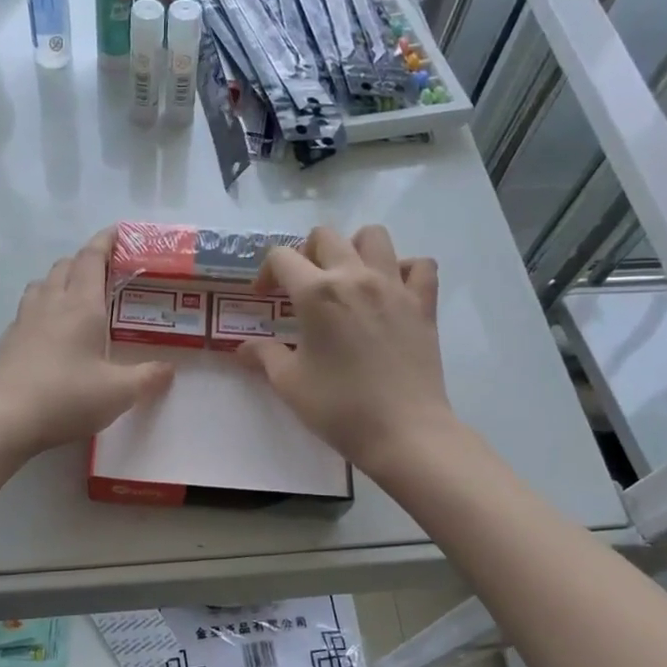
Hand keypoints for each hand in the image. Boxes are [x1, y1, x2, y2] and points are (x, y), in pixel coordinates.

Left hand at [0, 229, 174, 462]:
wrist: (4, 419)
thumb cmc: (67, 398)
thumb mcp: (119, 393)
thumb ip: (148, 378)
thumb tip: (168, 369)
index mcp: (81, 306)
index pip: (92, 259)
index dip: (105, 241)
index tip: (118, 232)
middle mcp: (51, 304)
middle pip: (65, 266)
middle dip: (85, 261)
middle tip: (106, 272)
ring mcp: (24, 321)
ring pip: (42, 284)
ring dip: (60, 280)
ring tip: (76, 296)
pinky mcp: (8, 341)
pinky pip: (27, 309)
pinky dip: (42, 306)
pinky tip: (49, 330)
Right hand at [237, 225, 454, 472]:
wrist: (402, 431)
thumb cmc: (338, 407)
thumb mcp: (289, 383)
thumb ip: (264, 356)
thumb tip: (242, 348)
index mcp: (316, 293)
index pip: (281, 257)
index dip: (266, 272)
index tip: (264, 297)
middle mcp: (355, 276)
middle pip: (326, 236)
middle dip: (306, 253)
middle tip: (302, 286)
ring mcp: (394, 286)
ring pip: (374, 236)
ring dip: (354, 248)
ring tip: (347, 277)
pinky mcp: (423, 303)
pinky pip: (419, 265)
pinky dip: (404, 269)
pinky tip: (391, 291)